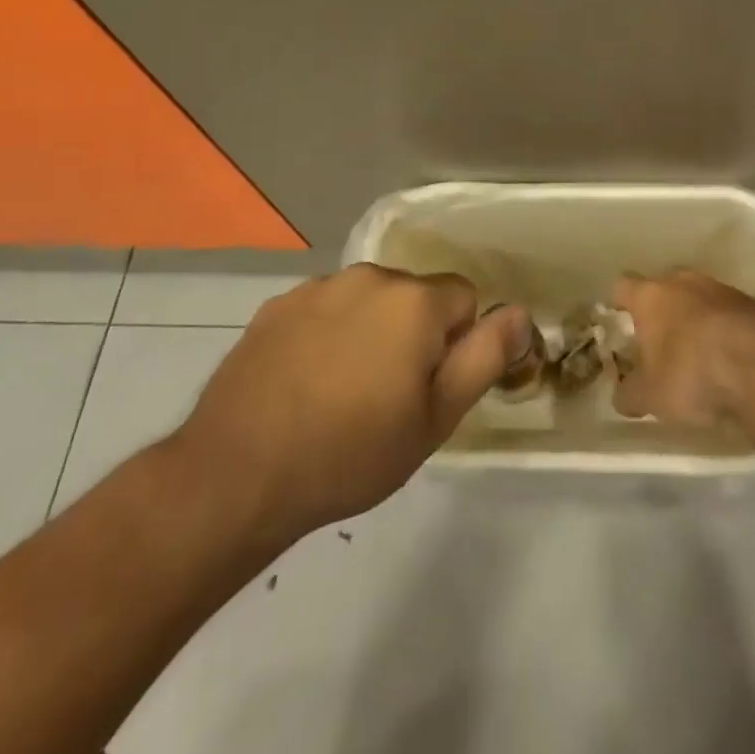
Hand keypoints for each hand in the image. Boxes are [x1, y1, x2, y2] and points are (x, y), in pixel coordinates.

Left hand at [170, 263, 530, 540]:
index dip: (455, 344)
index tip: (428, 388)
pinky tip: (304, 382)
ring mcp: (317, 288)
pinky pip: (324, 309)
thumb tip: (519, 312)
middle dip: (413, 333)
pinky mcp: (277, 306)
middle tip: (387, 396)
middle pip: (414, 296)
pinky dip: (326, 334)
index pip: (463, 298)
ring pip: (368, 301)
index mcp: (413, 301)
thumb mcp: (435, 419)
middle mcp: (369, 277)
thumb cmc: (350, 453)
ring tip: (342, 391)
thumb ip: (484, 358)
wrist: (236, 476)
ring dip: (369, 331)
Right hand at [611, 269, 754, 426]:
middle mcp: (683, 281)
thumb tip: (622, 395)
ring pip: (699, 299)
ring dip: (696, 320)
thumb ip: (630, 393)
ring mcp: (721, 288)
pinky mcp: (754, 303)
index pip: (623, 287)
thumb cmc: (691, 373)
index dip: (619, 304)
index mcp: (650, 296)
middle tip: (659, 344)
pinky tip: (729, 359)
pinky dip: (725, 331)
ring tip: (698, 355)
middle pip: (664, 288)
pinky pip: (729, 314)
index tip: (618, 322)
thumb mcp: (650, 396)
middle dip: (661, 312)